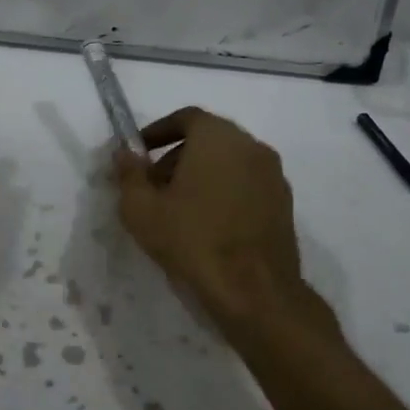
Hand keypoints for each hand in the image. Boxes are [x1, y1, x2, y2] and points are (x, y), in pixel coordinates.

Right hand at [113, 107, 328, 354]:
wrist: (254, 292)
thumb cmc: (192, 240)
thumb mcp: (141, 209)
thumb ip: (129, 174)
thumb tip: (124, 153)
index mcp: (218, 137)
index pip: (186, 118)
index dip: (159, 131)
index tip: (140, 153)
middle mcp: (251, 146)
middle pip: (209, 139)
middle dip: (177, 156)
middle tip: (154, 185)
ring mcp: (273, 175)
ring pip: (229, 163)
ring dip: (202, 175)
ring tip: (178, 209)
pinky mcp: (284, 204)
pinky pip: (247, 186)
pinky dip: (225, 193)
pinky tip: (208, 225)